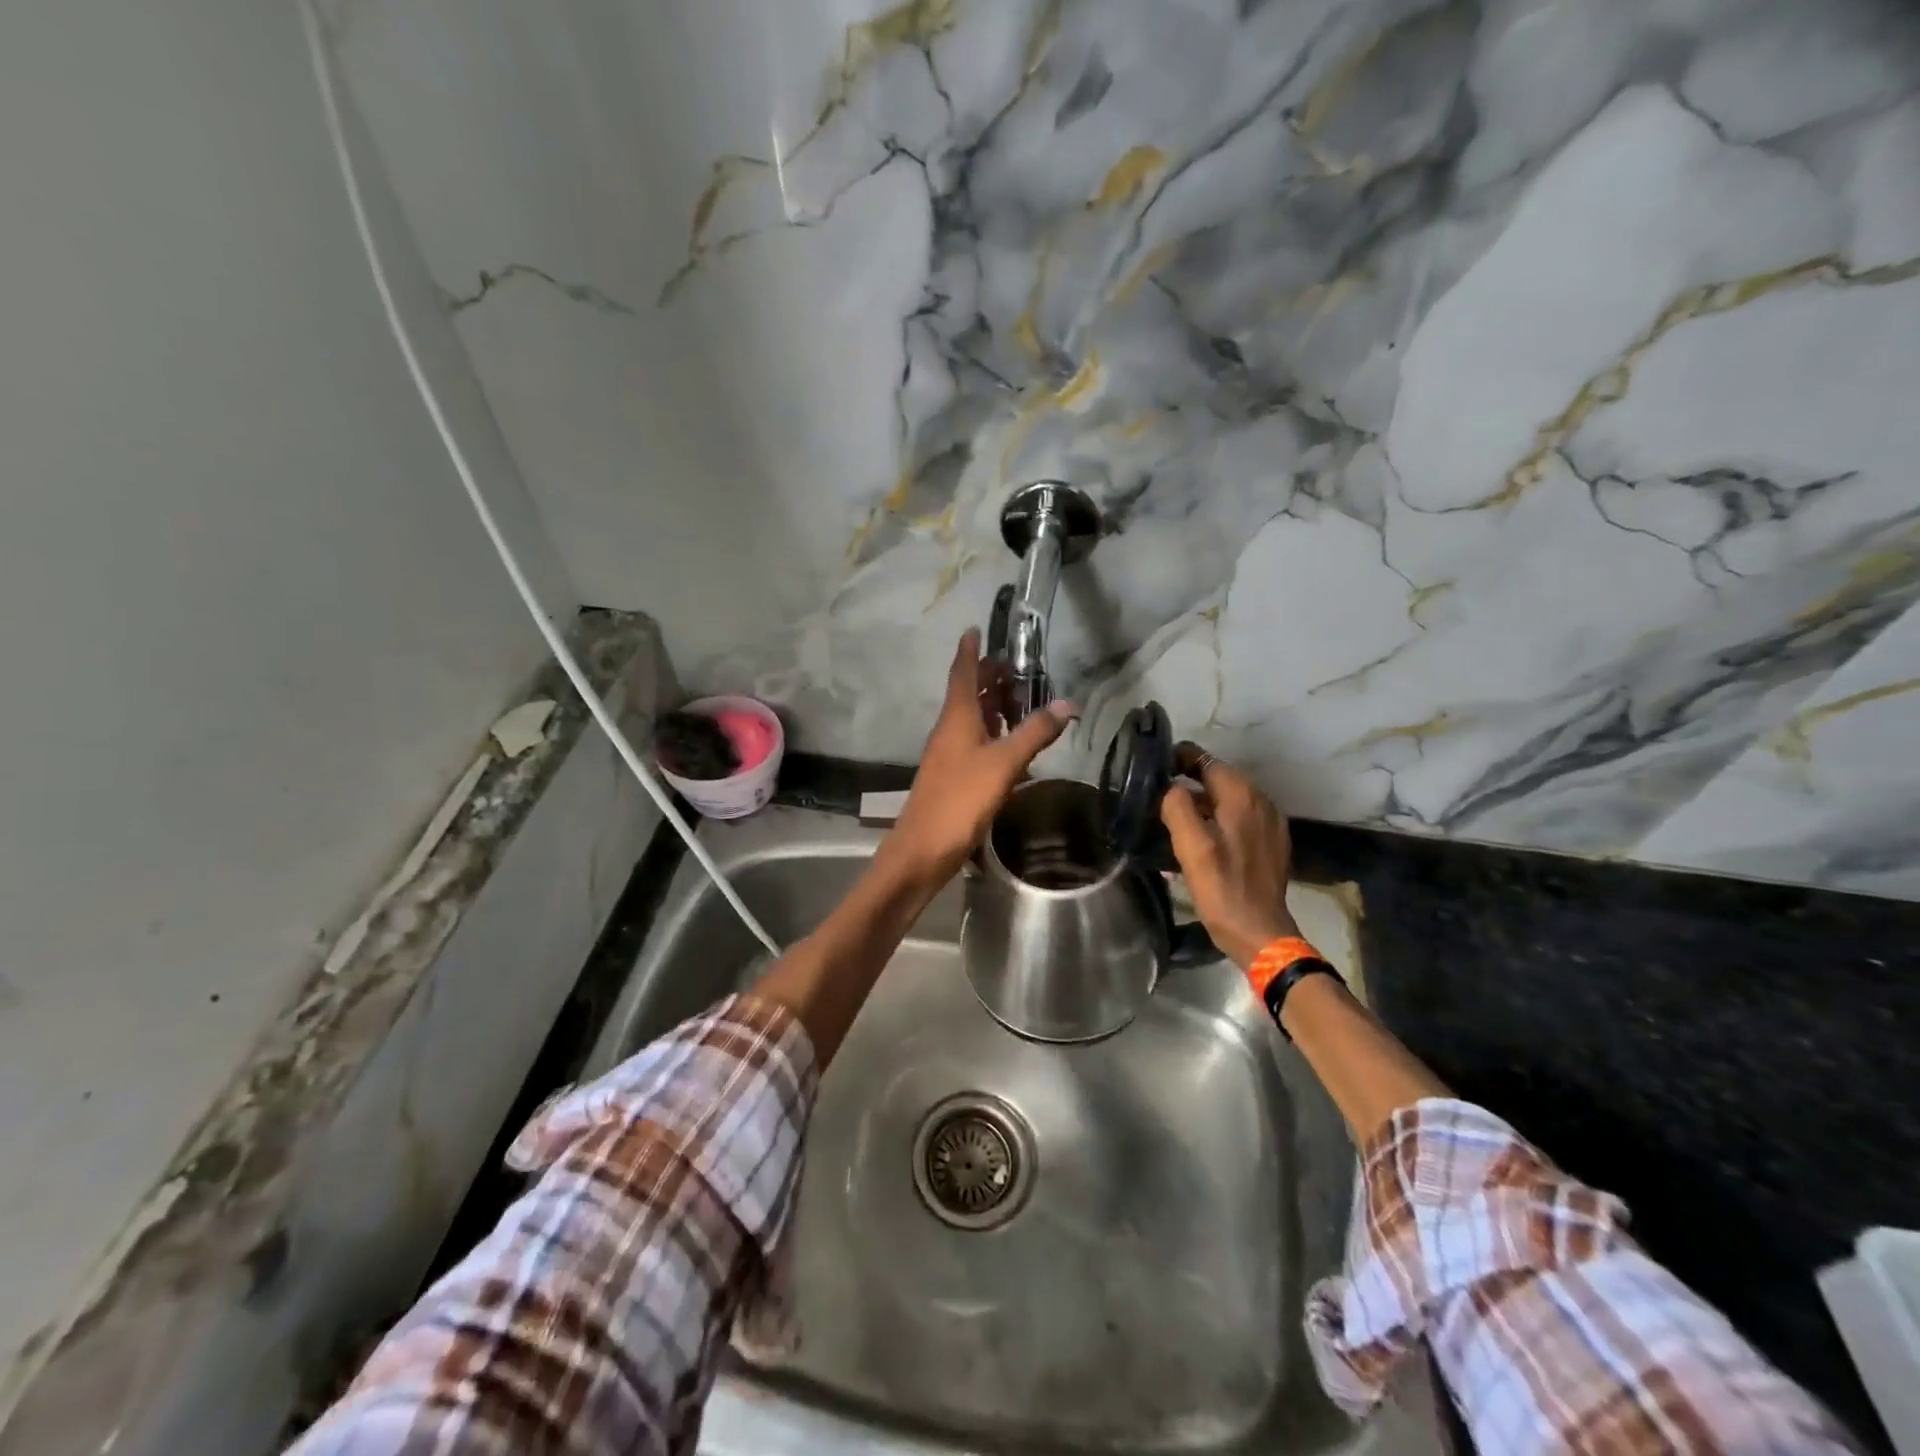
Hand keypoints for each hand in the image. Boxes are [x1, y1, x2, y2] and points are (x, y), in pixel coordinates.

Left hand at [884, 629, 1075, 885]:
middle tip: (1016, 666)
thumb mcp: (1003, 764)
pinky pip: (974, 742)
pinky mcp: (954, 776)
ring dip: (991, 705)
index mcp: (956, 718)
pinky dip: (992, 733)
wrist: (923, 850)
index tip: (975, 627)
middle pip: (968, 693)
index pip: (962, 672)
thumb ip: (1034, 733)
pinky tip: (1011, 744)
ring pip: (971, 719)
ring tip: (1019, 698)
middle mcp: (949, 730)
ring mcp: (949, 754)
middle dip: (988, 677)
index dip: (970, 650)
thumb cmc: (960, 799)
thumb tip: (1067, 703)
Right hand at [1161, 748, 1299, 969]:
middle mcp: (1261, 800)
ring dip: (1203, 803)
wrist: (1260, 933)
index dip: (1178, 760)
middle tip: (1157, 797)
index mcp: (1242, 796)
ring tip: (1174, 819)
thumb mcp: (1191, 847)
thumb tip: (1171, 787)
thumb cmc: (1222, 888)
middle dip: (1188, 782)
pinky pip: (1240, 818)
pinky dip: (1219, 820)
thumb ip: (1177, 807)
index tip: (1153, 770)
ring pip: (1229, 799)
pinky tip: (1202, 839)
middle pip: (1218, 778)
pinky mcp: (1271, 842)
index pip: (1205, 760)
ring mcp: (1270, 822)